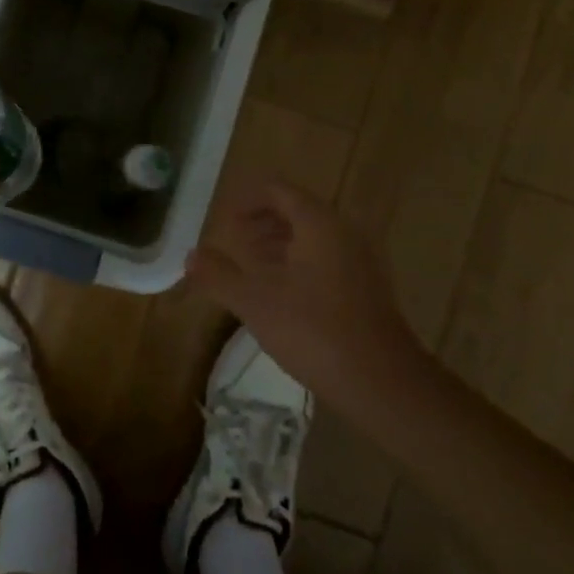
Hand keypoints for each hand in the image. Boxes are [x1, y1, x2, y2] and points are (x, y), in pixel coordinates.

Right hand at [187, 180, 430, 421]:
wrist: (382, 383)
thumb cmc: (314, 331)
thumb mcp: (255, 302)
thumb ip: (219, 275)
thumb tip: (191, 256)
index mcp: (319, 224)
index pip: (278, 190)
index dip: (246, 200)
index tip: (223, 221)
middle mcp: (344, 232)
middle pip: (297, 210)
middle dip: (261, 222)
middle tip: (233, 241)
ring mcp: (360, 261)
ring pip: (313, 237)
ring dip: (279, 243)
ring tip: (251, 266)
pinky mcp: (367, 288)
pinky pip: (327, 259)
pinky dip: (299, 263)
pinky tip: (281, 293)